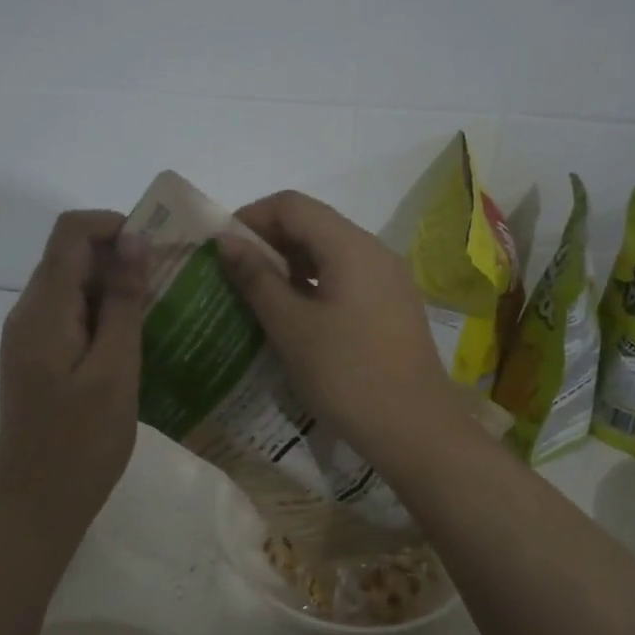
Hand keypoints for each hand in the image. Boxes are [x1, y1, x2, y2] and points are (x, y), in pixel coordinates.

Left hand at [0, 211, 145, 535]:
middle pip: (70, 257)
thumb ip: (122, 302)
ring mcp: (29, 338)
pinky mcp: (38, 359)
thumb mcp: (115, 370)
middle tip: (168, 284)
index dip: (113, 225)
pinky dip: (102, 316)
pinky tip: (134, 342)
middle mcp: (28, 313)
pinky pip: (70, 318)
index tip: (156, 250)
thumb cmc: (82, 443)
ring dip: (114, 288)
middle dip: (120, 257)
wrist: (37, 505)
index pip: (71, 232)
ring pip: (72, 287)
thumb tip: (132, 241)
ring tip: (159, 313)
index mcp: (43, 310)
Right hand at [217, 190, 458, 462]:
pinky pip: (345, 278)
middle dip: (268, 241)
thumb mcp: (291, 327)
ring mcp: (388, 280)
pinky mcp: (391, 306)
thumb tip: (227, 241)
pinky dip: (313, 284)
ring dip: (289, 264)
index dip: (250, 217)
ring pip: (330, 252)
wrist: (414, 429)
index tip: (220, 248)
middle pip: (313, 224)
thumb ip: (257, 278)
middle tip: (232, 274)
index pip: (292, 205)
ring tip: (256, 295)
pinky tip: (293, 316)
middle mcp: (374, 252)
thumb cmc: (346, 375)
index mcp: (351, 247)